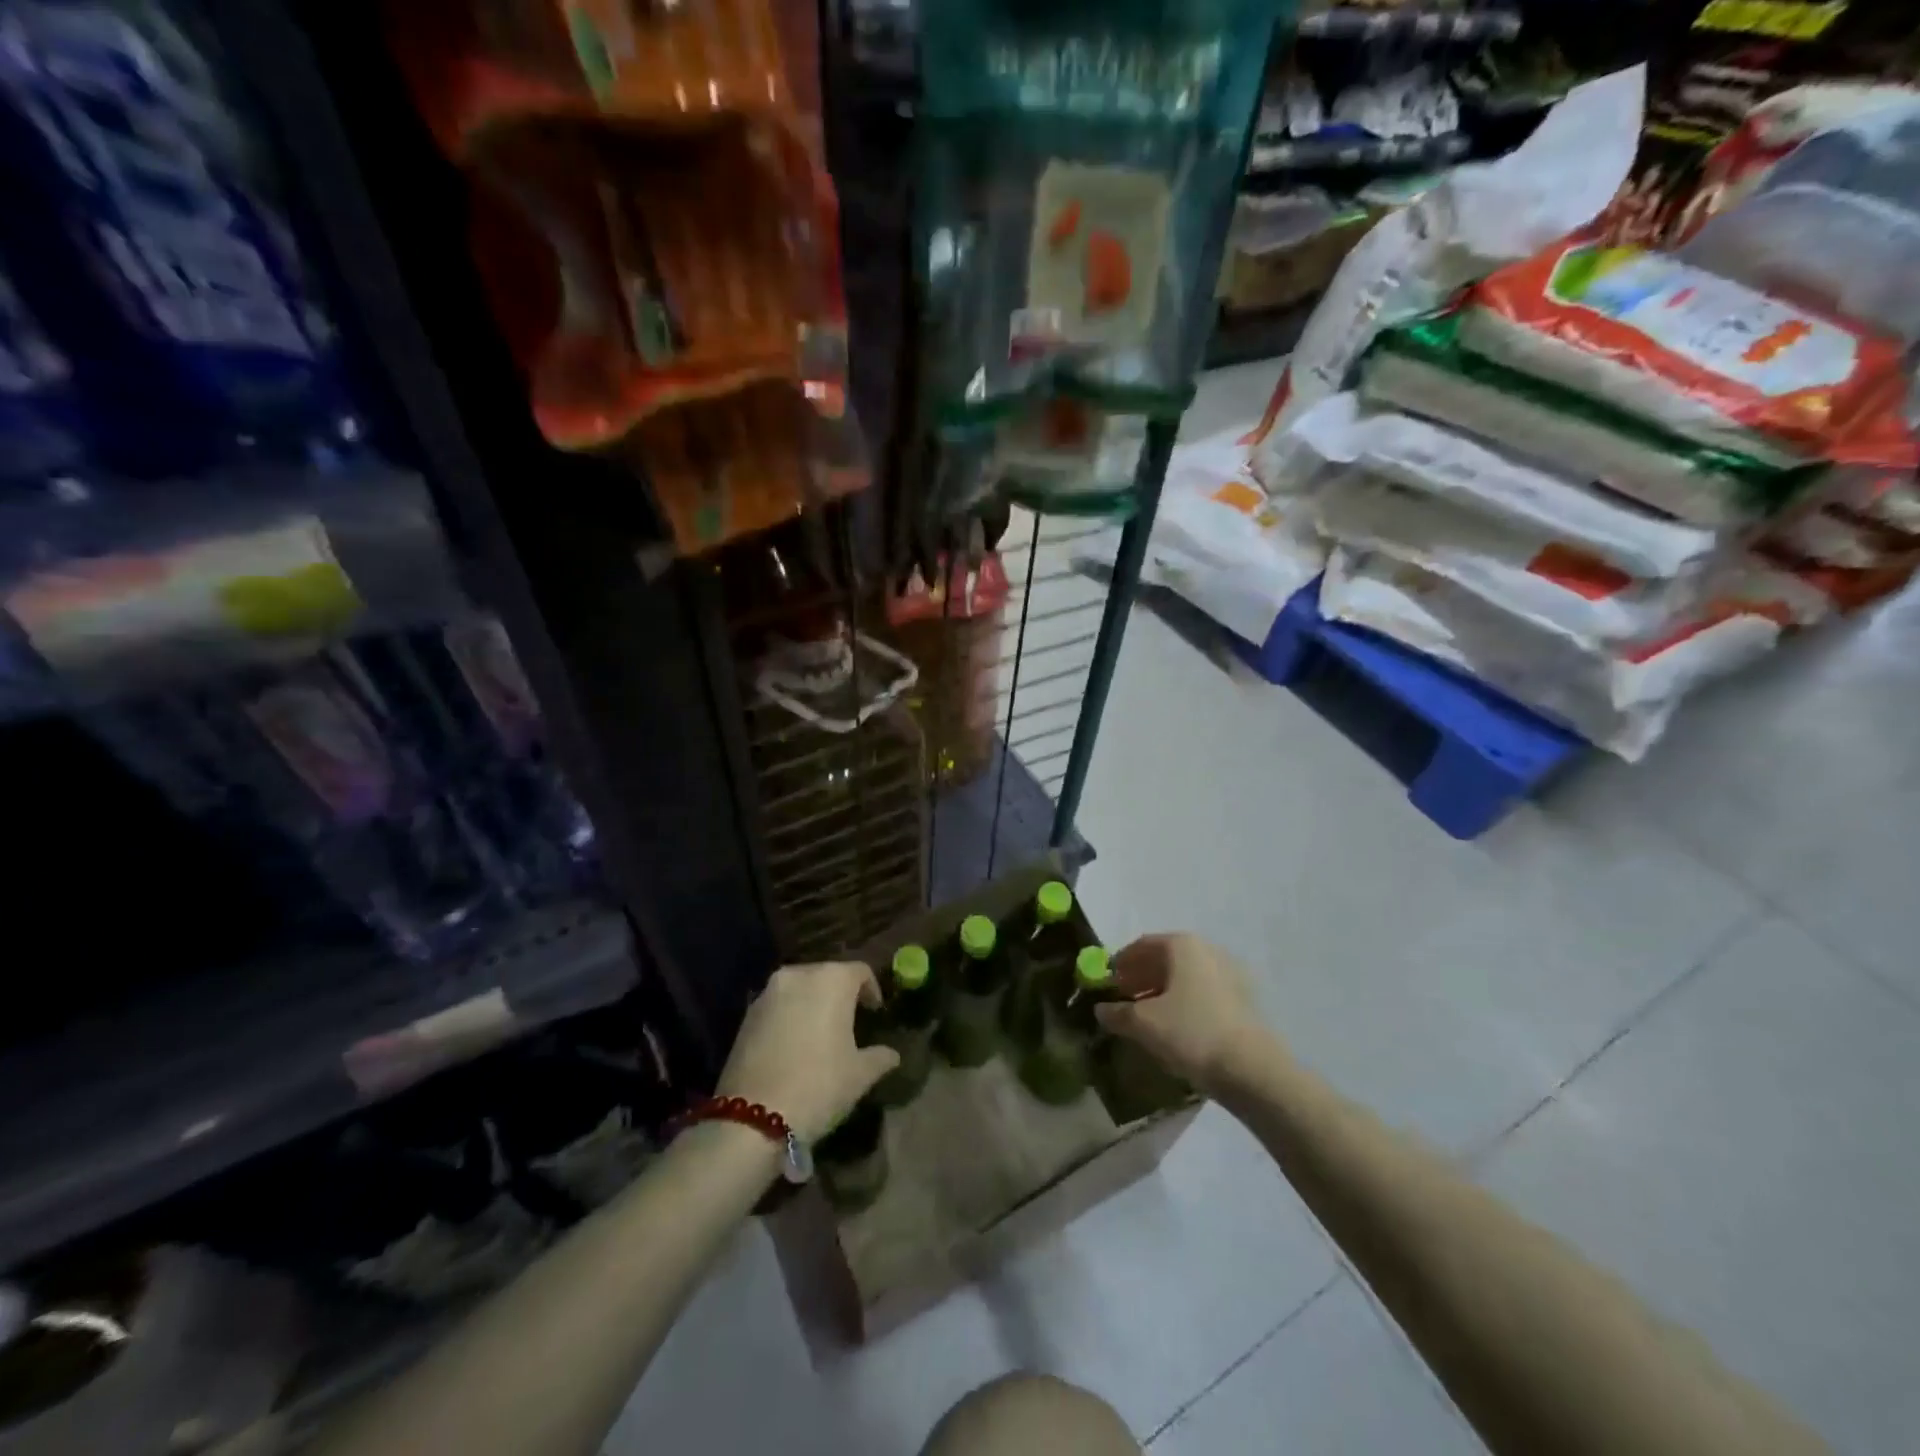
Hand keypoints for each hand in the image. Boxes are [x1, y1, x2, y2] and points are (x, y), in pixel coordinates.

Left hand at [716, 961, 900, 1142]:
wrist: (752, 1118)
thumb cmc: (818, 1086)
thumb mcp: (859, 1075)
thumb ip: (879, 1057)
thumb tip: (891, 1054)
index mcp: (832, 980)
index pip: (860, 971)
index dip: (871, 990)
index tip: (875, 1012)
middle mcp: (799, 975)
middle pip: (827, 974)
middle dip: (840, 994)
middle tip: (849, 1022)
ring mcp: (768, 993)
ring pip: (799, 988)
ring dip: (812, 1003)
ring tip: (820, 1033)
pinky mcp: (746, 1014)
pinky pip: (778, 1005)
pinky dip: (789, 1016)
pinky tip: (793, 1044)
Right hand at [1096, 934, 1275, 1096]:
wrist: (1252, 1070)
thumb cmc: (1191, 1033)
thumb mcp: (1143, 1023)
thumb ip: (1117, 1013)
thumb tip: (1100, 1010)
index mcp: (1182, 946)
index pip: (1141, 945)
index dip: (1119, 963)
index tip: (1105, 983)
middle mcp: (1207, 951)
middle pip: (1164, 960)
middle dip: (1139, 978)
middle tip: (1121, 1001)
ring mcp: (1228, 975)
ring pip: (1183, 979)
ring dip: (1159, 993)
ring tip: (1143, 1018)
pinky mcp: (1241, 1001)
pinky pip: (1201, 994)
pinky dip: (1181, 1004)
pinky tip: (1171, 1028)